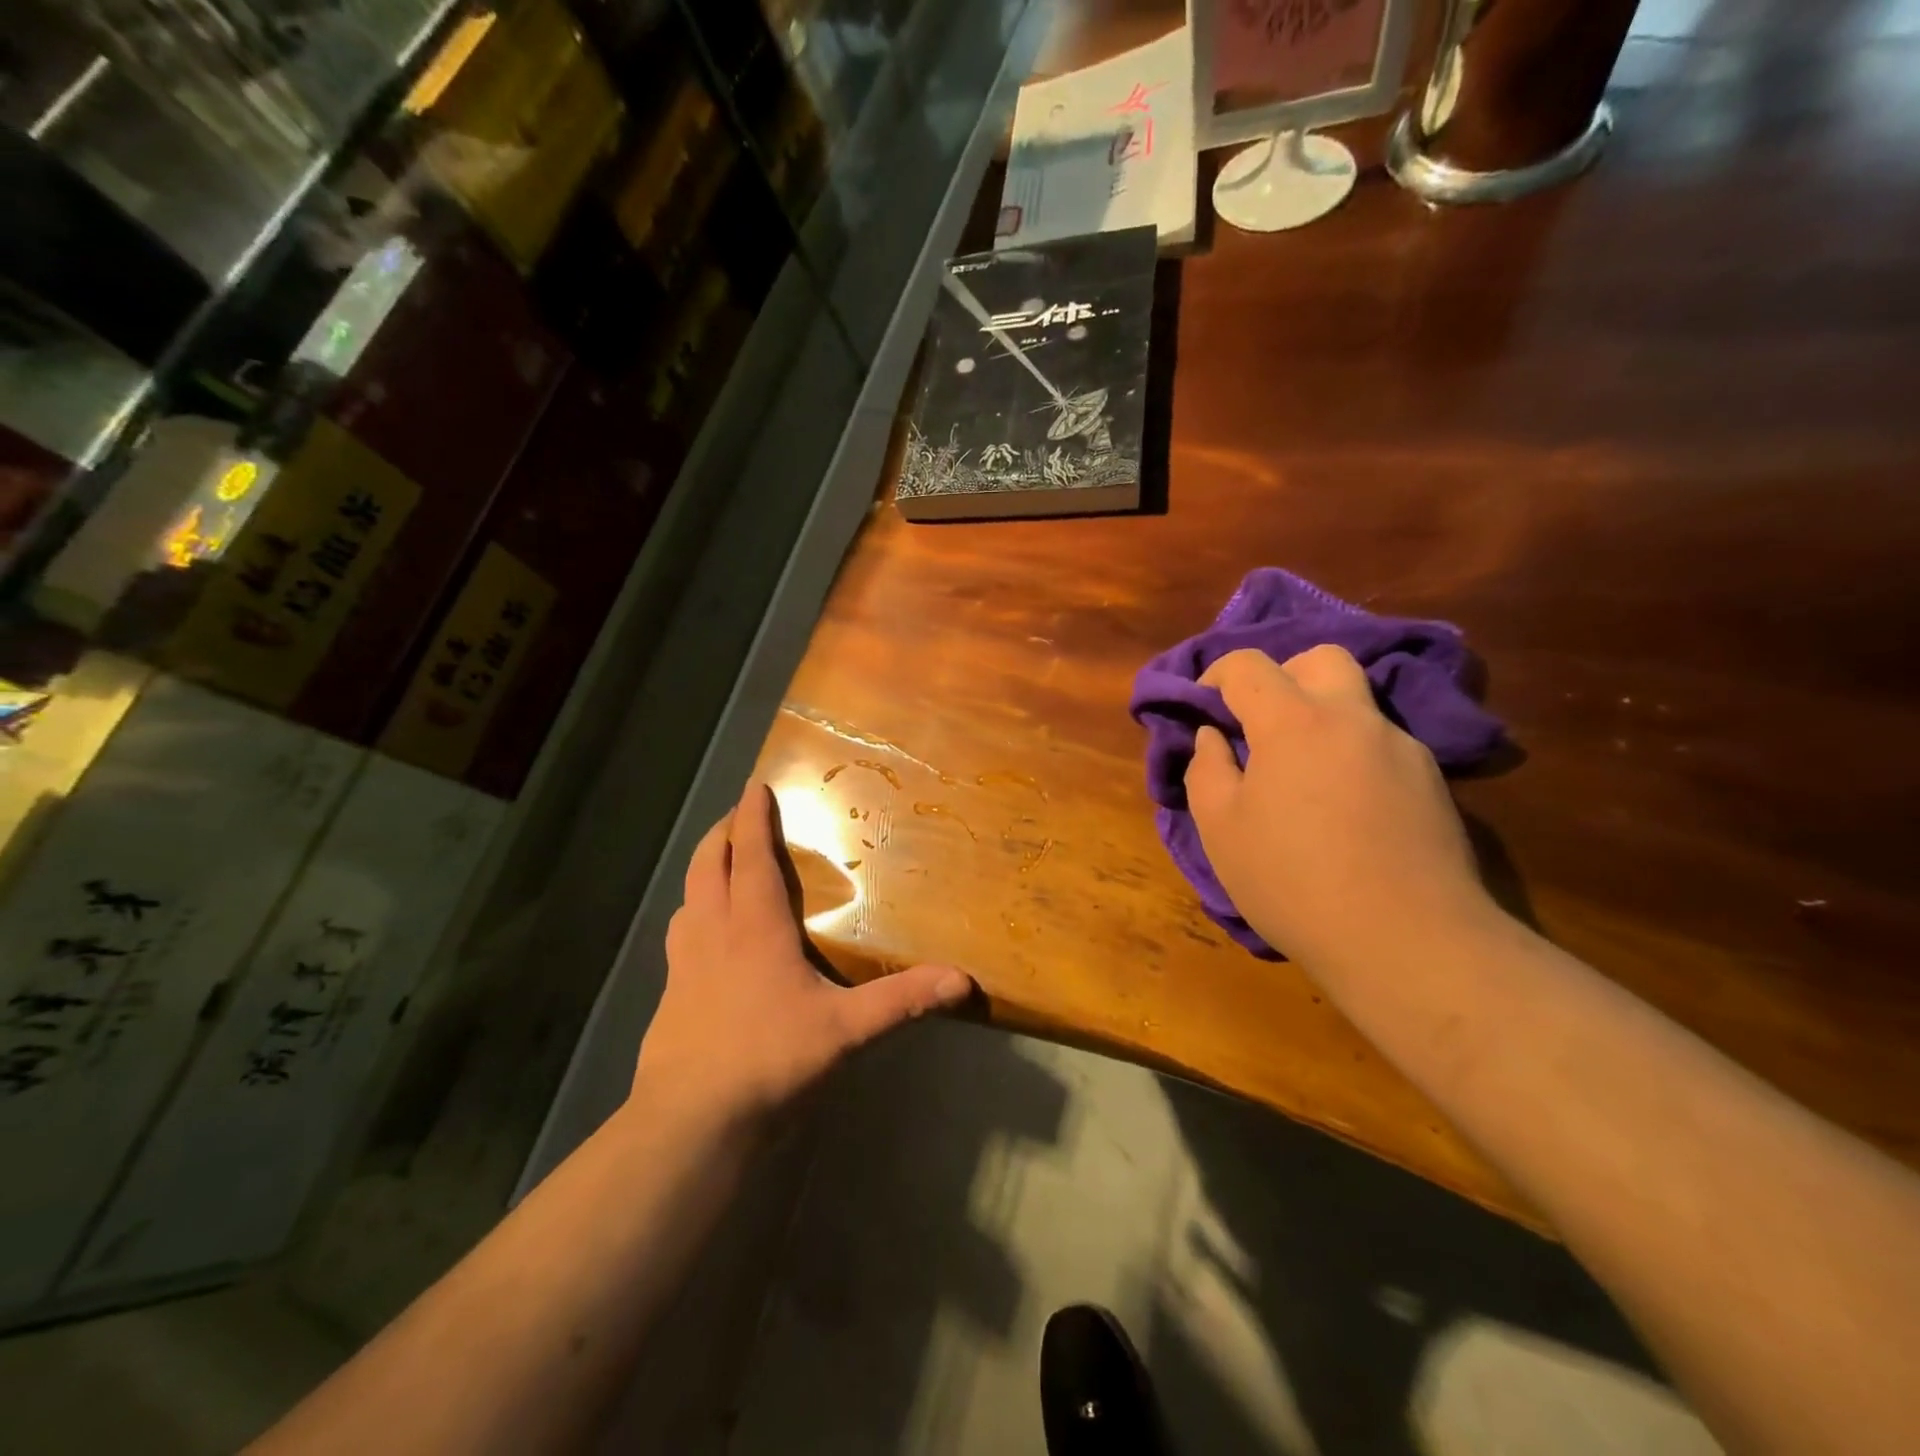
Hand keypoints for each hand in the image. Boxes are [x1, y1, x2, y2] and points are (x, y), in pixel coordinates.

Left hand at [634, 783, 973, 1128]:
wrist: (691, 1121)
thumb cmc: (769, 1058)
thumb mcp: (846, 1030)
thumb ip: (902, 1000)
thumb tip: (962, 980)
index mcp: (753, 926)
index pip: (749, 854)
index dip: (751, 816)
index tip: (756, 785)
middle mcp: (713, 932)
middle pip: (708, 864)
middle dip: (722, 832)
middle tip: (739, 814)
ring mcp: (684, 963)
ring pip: (689, 897)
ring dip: (704, 871)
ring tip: (722, 867)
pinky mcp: (670, 994)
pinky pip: (681, 936)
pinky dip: (694, 915)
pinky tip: (705, 938)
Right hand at [1183, 646, 1495, 971]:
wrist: (1407, 941)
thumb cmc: (1292, 881)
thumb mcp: (1221, 829)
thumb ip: (1207, 769)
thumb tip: (1214, 737)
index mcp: (1294, 722)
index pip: (1249, 666)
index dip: (1217, 674)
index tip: (1203, 704)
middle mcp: (1353, 719)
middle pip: (1320, 659)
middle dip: (1282, 675)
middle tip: (1259, 721)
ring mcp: (1401, 747)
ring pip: (1356, 702)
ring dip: (1320, 715)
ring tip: (1299, 771)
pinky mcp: (1432, 782)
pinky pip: (1380, 744)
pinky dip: (1350, 752)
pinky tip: (1343, 807)